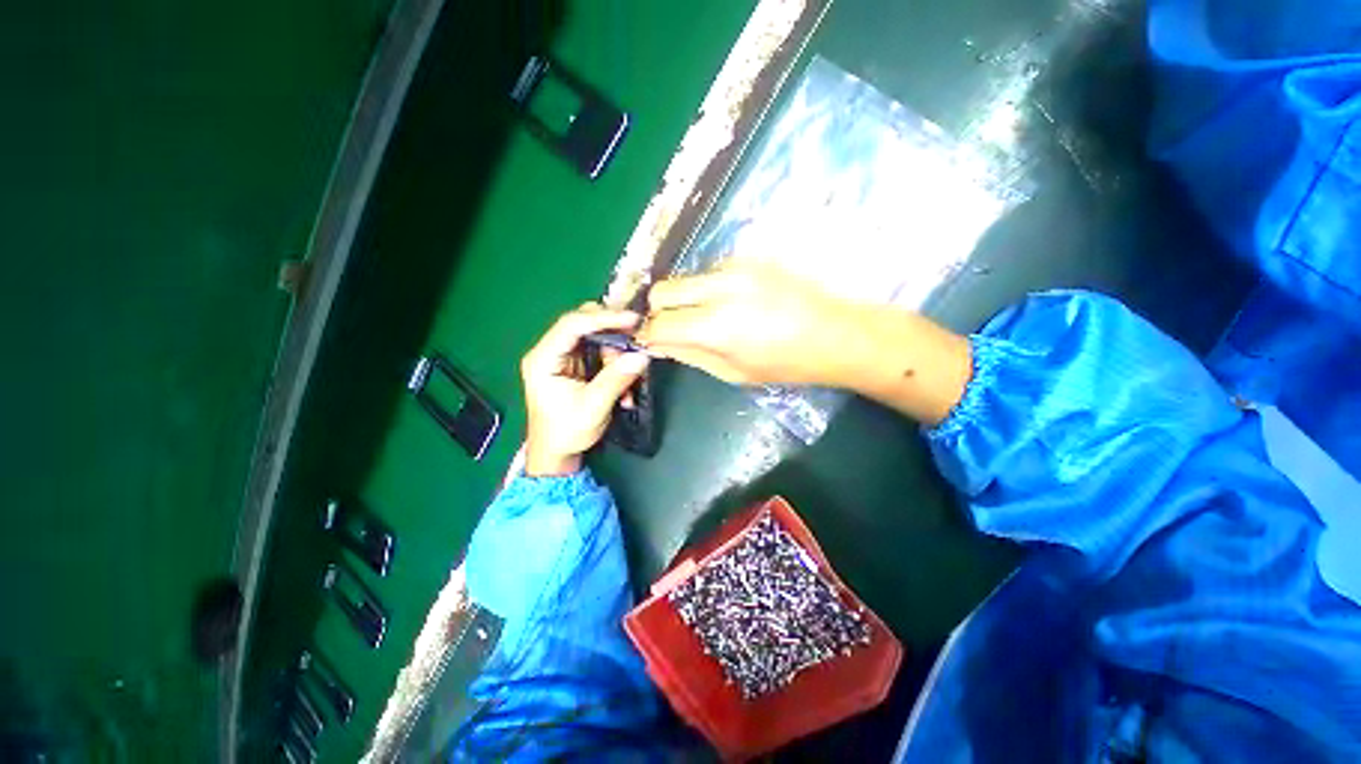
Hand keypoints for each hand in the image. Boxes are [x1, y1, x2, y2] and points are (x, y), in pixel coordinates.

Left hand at [521, 304, 649, 476]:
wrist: (556, 453)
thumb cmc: (566, 432)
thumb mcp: (593, 407)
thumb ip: (616, 379)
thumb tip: (641, 357)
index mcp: (543, 359)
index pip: (572, 325)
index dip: (604, 318)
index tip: (632, 320)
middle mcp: (551, 351)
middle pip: (584, 325)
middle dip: (612, 335)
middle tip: (635, 343)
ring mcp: (563, 357)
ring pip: (596, 338)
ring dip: (617, 355)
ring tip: (627, 380)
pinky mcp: (575, 365)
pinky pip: (600, 352)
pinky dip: (615, 364)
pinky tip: (623, 387)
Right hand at [637, 260, 873, 387]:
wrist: (835, 334)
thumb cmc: (784, 364)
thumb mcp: (732, 372)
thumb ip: (689, 354)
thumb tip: (658, 343)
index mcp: (715, 327)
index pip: (658, 324)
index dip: (647, 334)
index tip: (648, 340)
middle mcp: (719, 289)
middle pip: (662, 290)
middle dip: (658, 311)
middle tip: (672, 327)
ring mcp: (735, 268)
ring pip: (685, 279)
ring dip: (685, 299)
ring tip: (708, 317)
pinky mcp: (748, 259)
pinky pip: (710, 273)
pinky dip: (707, 289)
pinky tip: (731, 304)